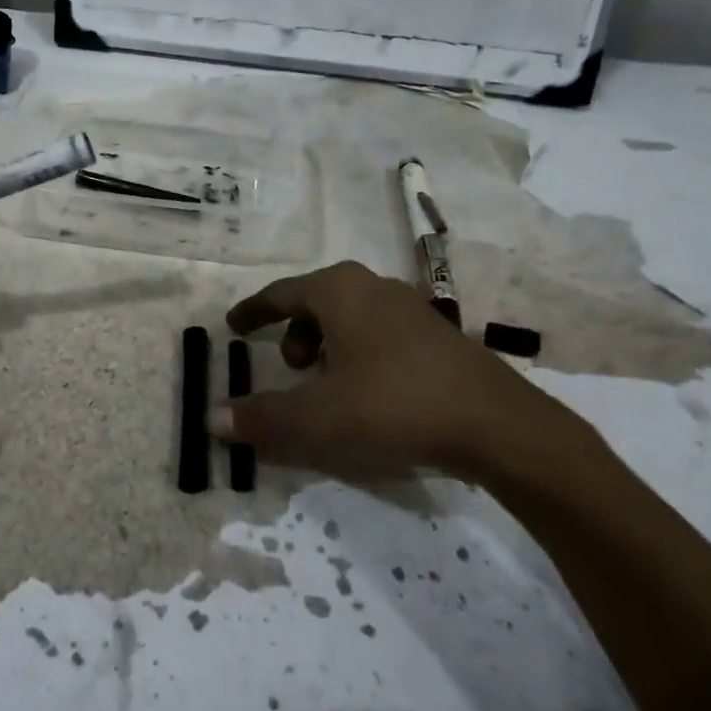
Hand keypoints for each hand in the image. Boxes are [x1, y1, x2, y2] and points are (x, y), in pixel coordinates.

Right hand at [210, 261, 603, 491]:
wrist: (497, 424)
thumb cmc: (396, 404)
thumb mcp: (320, 417)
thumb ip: (264, 418)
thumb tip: (212, 418)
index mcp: (340, 291)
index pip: (281, 294)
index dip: (253, 311)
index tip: (234, 325)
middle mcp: (373, 286)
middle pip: (317, 301)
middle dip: (294, 331)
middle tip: (289, 368)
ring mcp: (411, 306)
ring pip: (351, 316)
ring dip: (327, 344)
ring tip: (327, 384)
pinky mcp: (436, 333)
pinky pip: (378, 331)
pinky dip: (358, 352)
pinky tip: (369, 391)